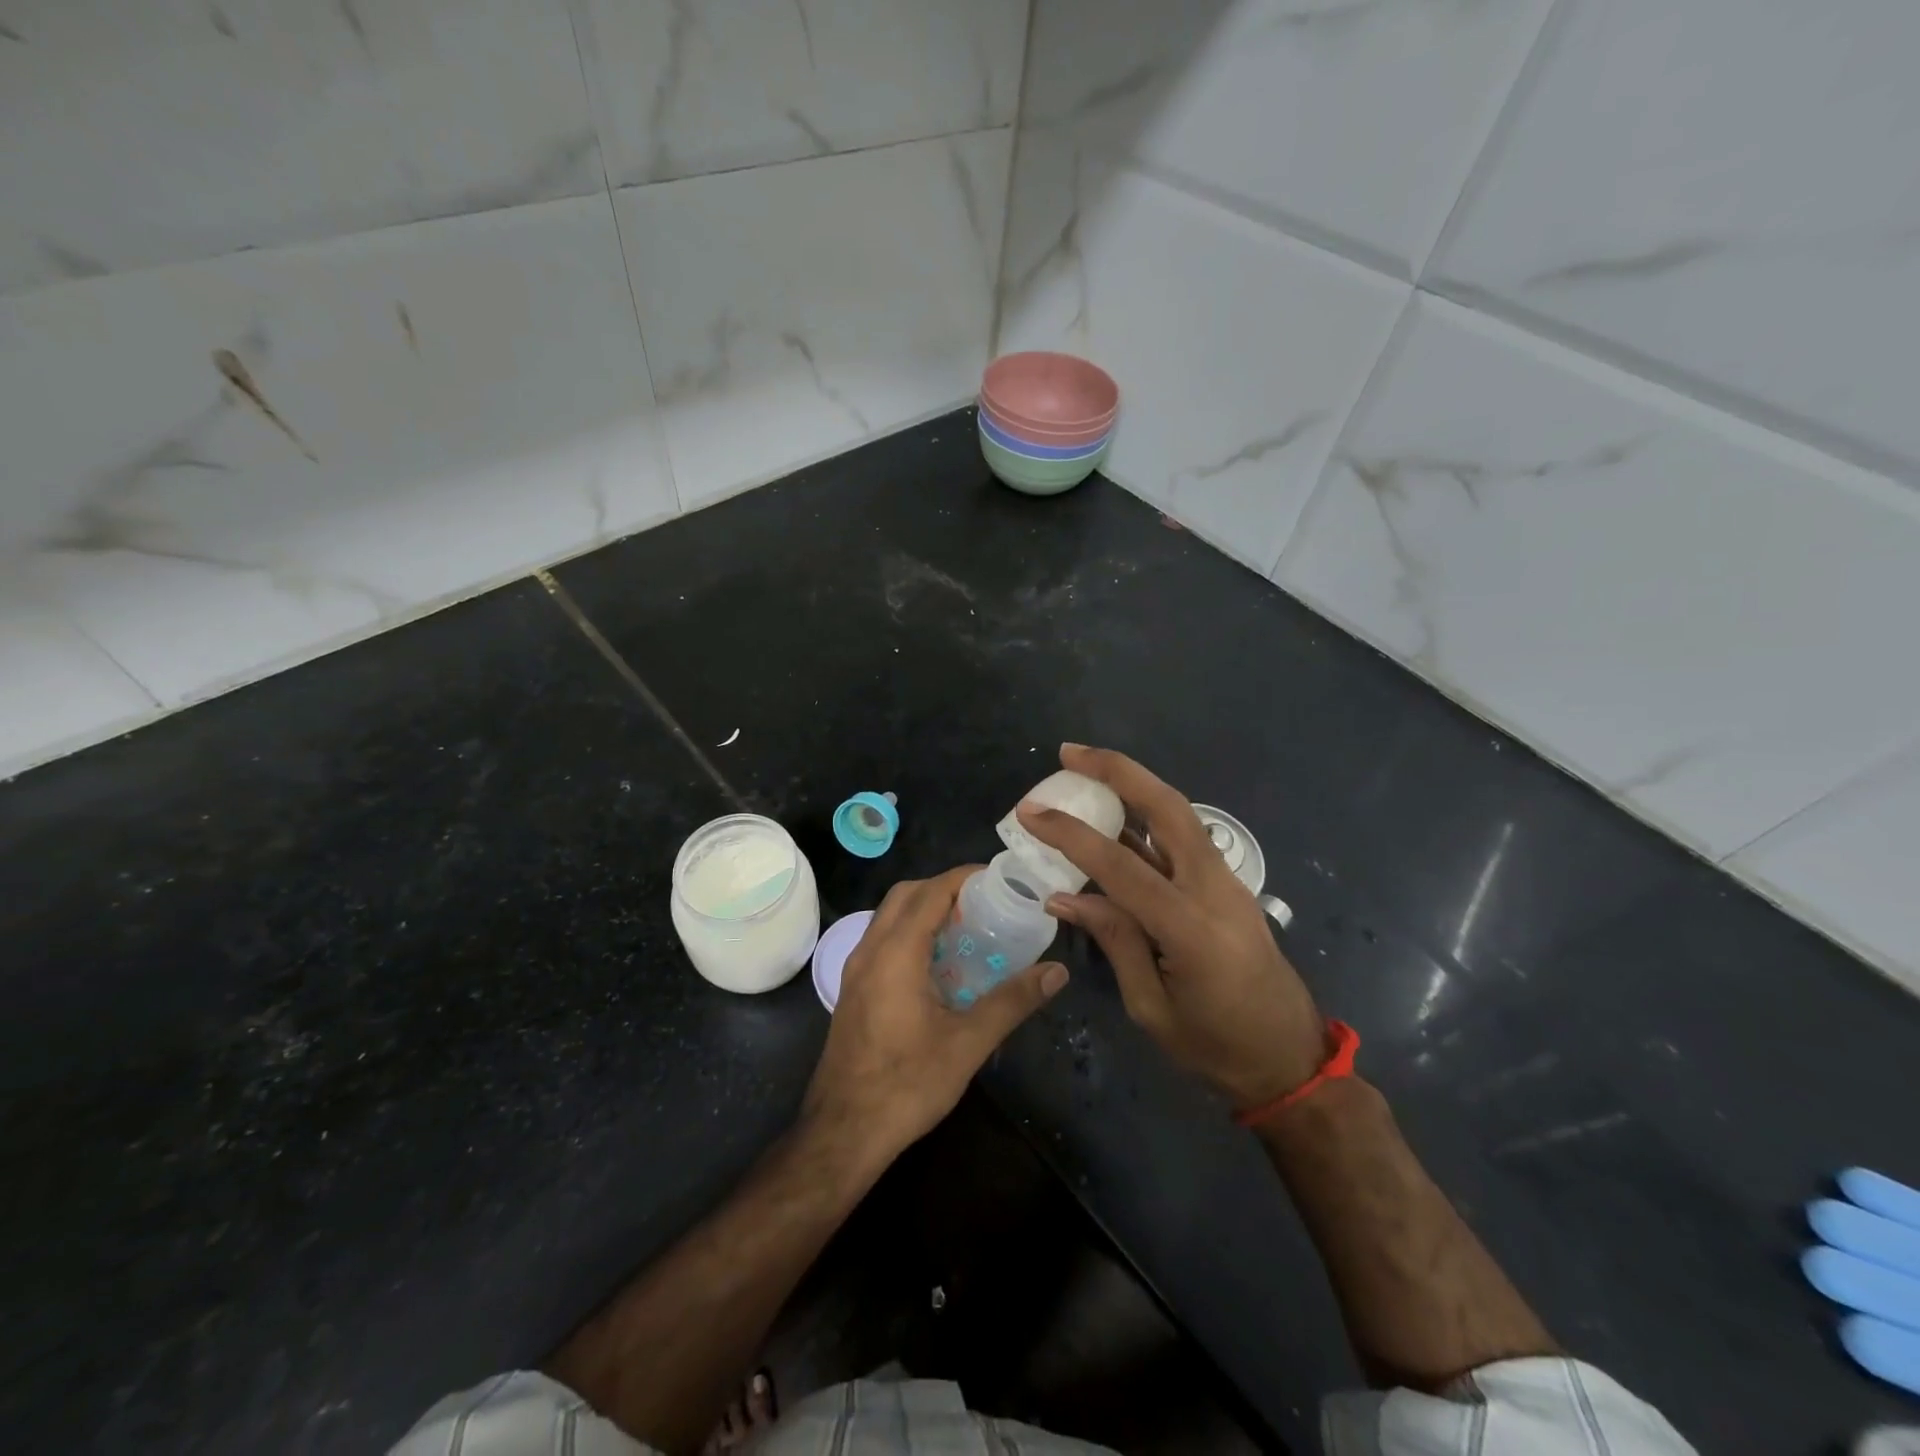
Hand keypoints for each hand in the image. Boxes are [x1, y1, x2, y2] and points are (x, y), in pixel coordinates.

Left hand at [802, 866, 1068, 1157]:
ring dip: (924, 909)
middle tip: (984, 903)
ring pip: (889, 916)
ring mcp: (855, 970)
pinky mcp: (852, 990)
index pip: (930, 891)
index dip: (963, 877)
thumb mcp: (967, 1044)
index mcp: (896, 953)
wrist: (843, 1132)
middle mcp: (870, 950)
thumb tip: (1057, 971)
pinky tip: (938, 965)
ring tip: (966, 928)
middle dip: (943, 888)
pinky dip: (909, 933)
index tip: (998, 879)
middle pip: (905, 895)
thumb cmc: (906, 1085)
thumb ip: (1012, 1002)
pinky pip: (882, 940)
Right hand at [1017, 745, 1324, 1111]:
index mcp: (1192, 929)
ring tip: (1085, 769)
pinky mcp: (1227, 884)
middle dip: (1118, 771)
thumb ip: (1114, 940)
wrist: (1288, 1057)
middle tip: (1070, 753)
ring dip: (1133, 784)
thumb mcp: (1152, 1007)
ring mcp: (1227, 881)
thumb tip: (1064, 895)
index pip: (1122, 867)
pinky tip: (1116, 814)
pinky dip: (1146, 815)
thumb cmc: (1216, 1047)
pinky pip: (1182, 836)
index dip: (1072, 835)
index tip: (1031, 812)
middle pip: (1168, 808)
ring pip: (1179, 813)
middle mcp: (1215, 889)